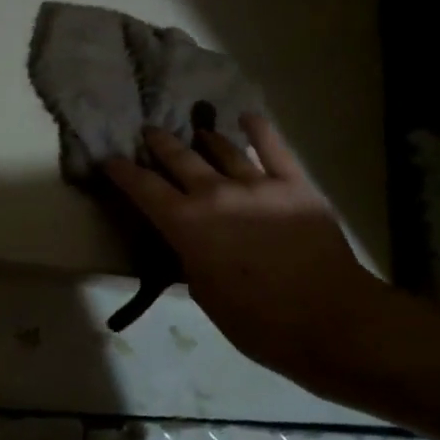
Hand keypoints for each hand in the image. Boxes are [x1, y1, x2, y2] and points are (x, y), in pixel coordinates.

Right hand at [103, 117, 382, 381]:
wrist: (330, 320)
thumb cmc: (259, 322)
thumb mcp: (206, 295)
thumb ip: (191, 258)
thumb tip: (189, 240)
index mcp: (188, 225)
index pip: (144, 190)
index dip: (123, 172)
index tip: (109, 159)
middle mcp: (216, 194)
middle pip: (179, 159)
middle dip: (159, 144)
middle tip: (149, 132)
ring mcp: (257, 184)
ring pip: (222, 150)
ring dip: (204, 138)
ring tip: (196, 131)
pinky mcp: (294, 184)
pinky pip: (274, 147)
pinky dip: (258, 129)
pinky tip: (247, 117)